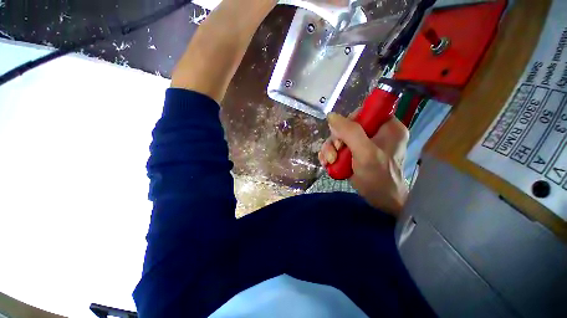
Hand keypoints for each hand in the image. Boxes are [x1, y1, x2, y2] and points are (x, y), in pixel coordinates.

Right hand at [318, 112, 408, 216]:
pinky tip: (327, 163)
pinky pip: (338, 148)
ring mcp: (364, 144)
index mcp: (387, 126)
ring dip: (330, 149)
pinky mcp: (355, 153)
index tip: (341, 137)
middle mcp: (375, 133)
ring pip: (340, 138)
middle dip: (336, 140)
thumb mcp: (365, 153)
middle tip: (334, 153)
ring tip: (329, 161)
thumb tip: (331, 115)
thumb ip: (350, 132)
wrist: (380, 201)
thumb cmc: (378, 177)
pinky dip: (330, 154)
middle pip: (347, 126)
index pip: (364, 112)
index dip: (348, 122)